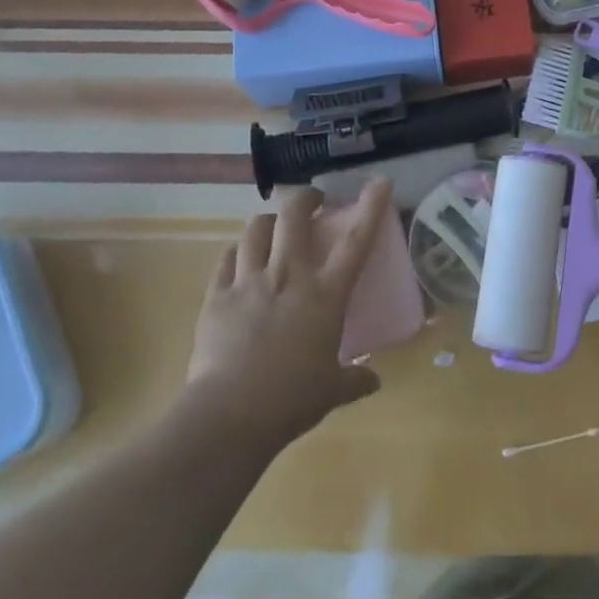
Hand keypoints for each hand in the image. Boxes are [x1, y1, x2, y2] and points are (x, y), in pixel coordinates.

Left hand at [184, 179, 390, 446]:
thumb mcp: (331, 391)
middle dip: (305, 198)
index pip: (356, 241)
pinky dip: (237, 251)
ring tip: (273, 228)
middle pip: (294, 215)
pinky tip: (240, 257)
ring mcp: (249, 281)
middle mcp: (289, 275)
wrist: (229, 415)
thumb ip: (354, 379)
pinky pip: (227, 257)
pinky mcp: (217, 295)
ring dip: (269, 221)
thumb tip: (374, 381)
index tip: (380, 182)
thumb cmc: (291, 400)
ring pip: (257, 228)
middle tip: (312, 202)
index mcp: (325, 295)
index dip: (371, 207)